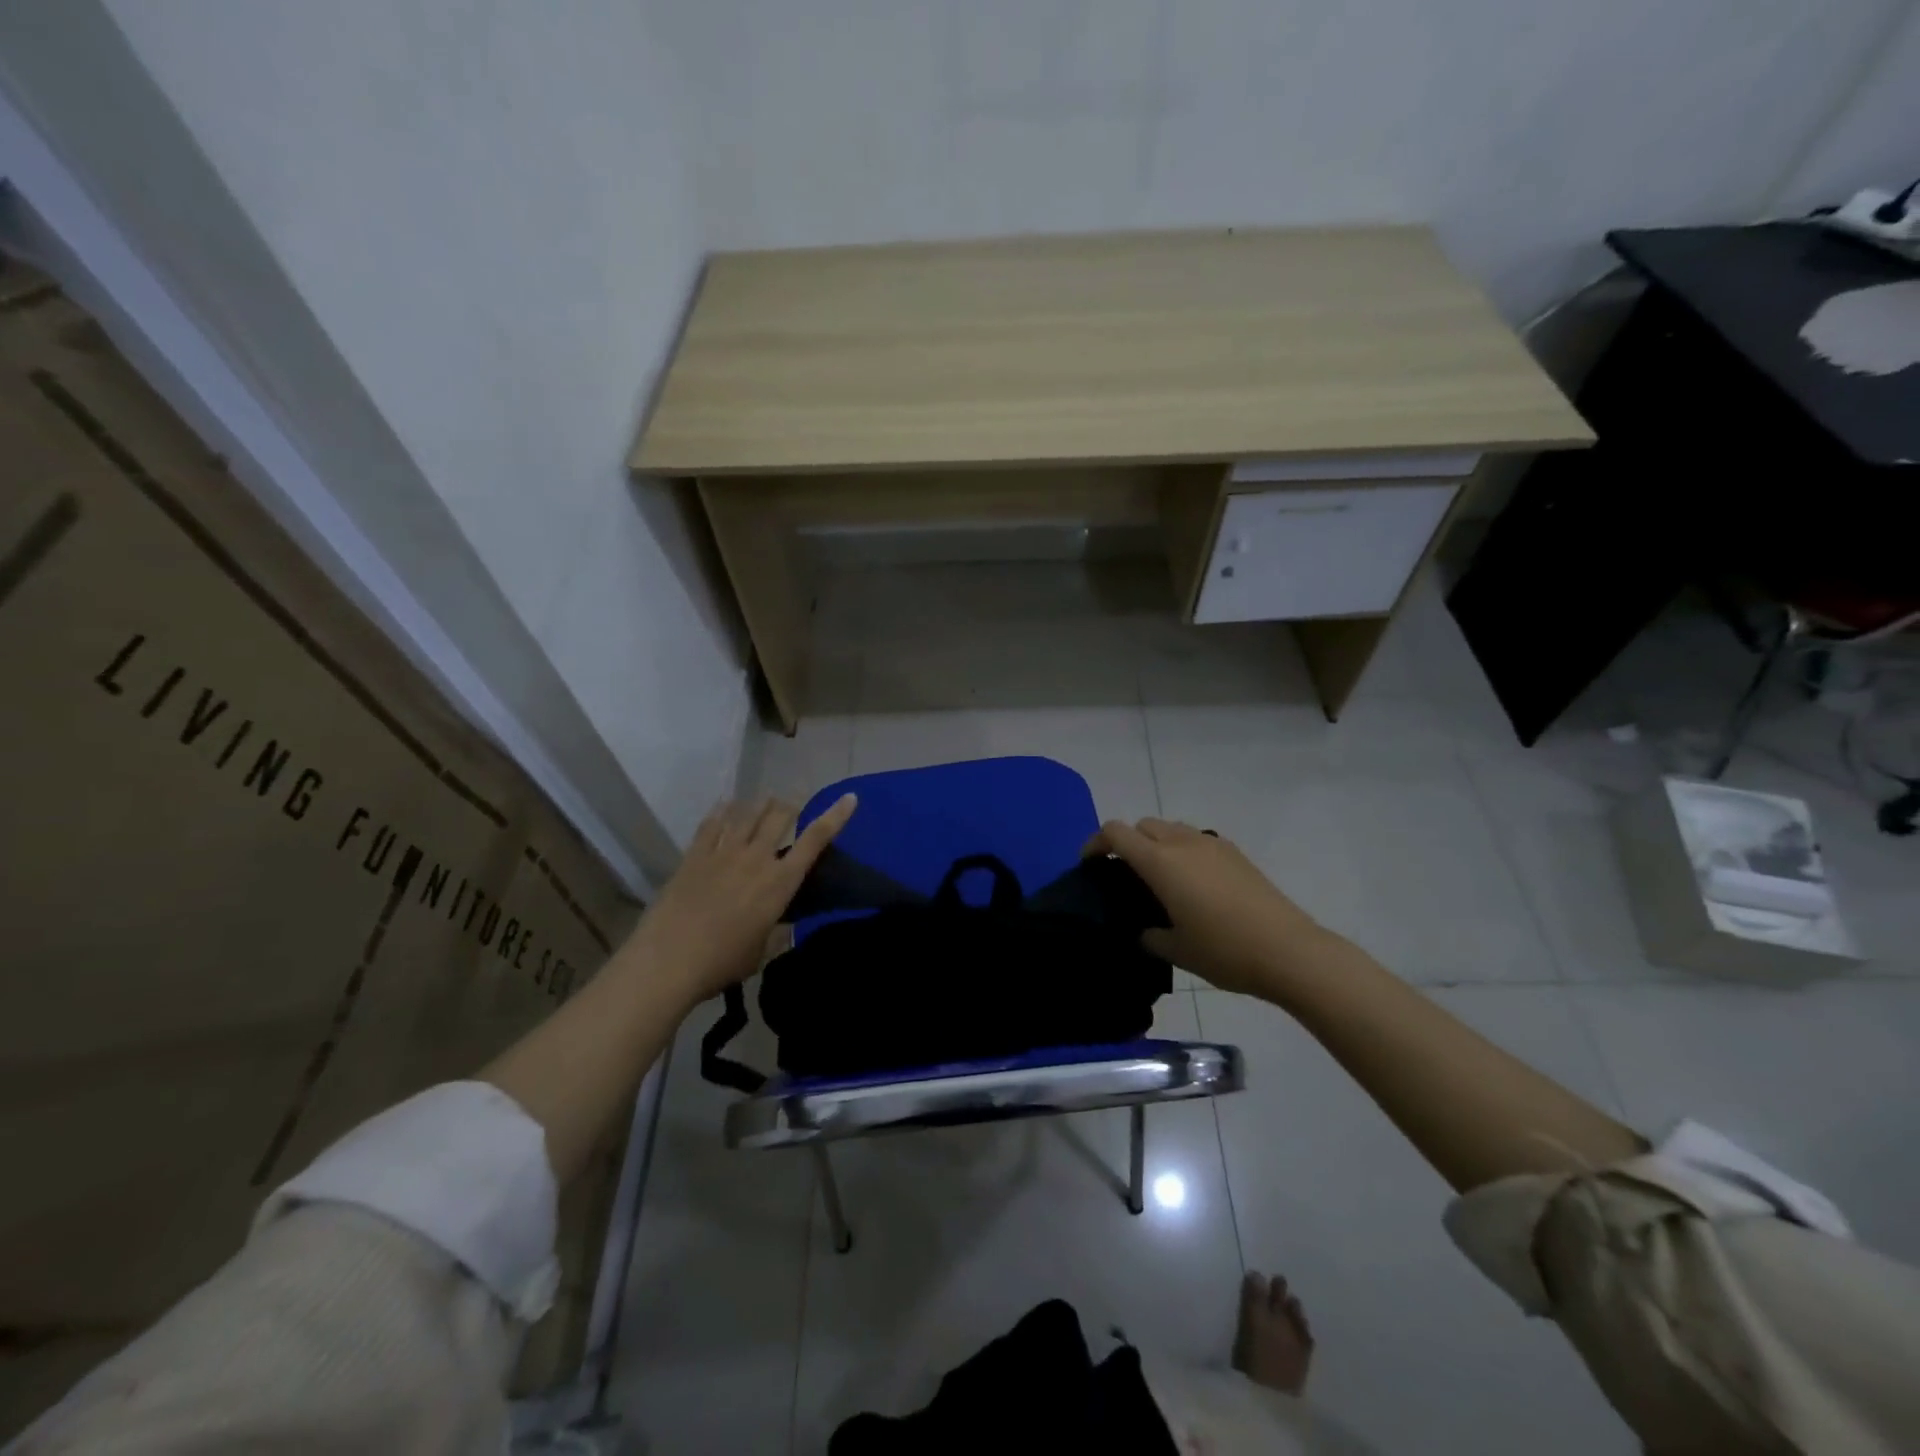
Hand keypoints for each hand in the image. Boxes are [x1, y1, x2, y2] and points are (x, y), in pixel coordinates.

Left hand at [623, 794, 856, 1003]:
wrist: (668, 961)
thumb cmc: (722, 963)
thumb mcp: (761, 952)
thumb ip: (775, 932)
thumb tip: (781, 924)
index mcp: (780, 883)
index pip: (815, 841)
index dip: (835, 817)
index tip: (849, 798)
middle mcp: (756, 858)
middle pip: (779, 815)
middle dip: (791, 803)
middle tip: (794, 799)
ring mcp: (723, 853)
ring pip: (747, 813)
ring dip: (760, 803)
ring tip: (765, 798)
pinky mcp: (694, 856)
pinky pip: (711, 824)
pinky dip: (721, 810)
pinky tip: (725, 804)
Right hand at [1084, 818, 1328, 996]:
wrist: (1288, 951)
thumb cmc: (1223, 950)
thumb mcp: (1176, 950)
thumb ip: (1150, 936)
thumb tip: (1146, 931)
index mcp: (1160, 862)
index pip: (1116, 832)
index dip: (1096, 842)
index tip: (1090, 863)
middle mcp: (1183, 843)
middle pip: (1143, 824)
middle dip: (1127, 841)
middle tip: (1125, 873)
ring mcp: (1213, 844)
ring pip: (1172, 828)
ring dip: (1157, 843)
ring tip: (1160, 877)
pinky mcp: (1236, 854)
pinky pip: (1197, 840)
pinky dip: (1184, 850)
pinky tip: (1194, 884)